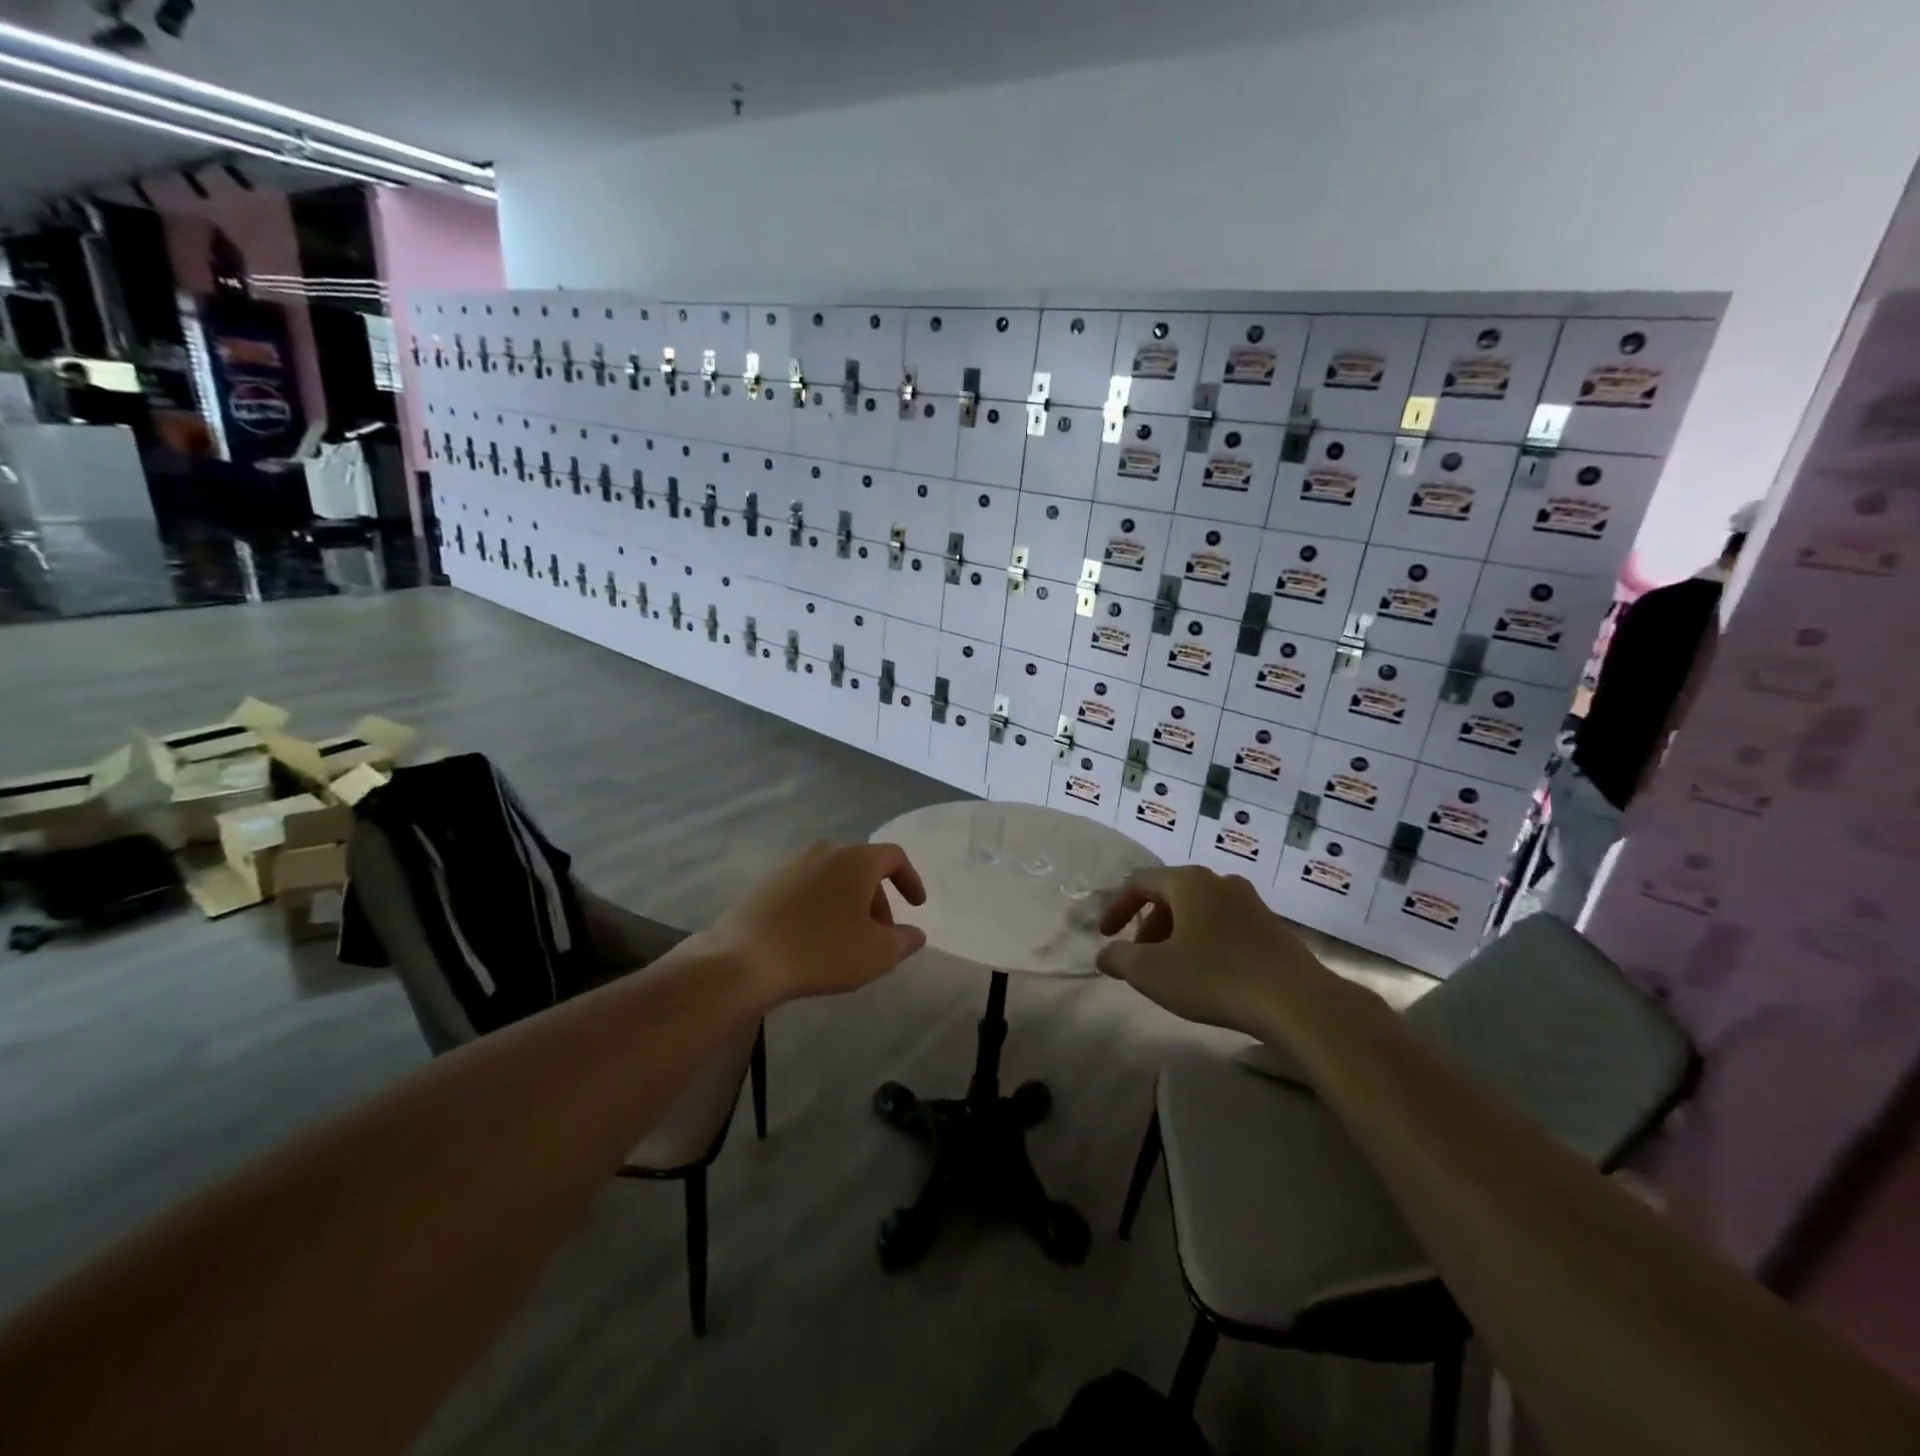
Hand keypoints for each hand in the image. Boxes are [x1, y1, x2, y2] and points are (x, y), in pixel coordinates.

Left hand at [701, 841, 927, 1008]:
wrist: (745, 959)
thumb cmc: (822, 950)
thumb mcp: (877, 953)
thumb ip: (904, 940)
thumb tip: (915, 933)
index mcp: (856, 859)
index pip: (894, 857)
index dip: (910, 879)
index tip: (915, 906)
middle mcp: (825, 851)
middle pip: (863, 868)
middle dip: (878, 899)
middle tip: (880, 934)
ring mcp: (792, 864)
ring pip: (834, 878)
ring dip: (849, 903)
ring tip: (848, 939)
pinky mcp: (768, 882)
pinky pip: (808, 888)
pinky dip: (822, 905)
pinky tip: (815, 938)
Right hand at [1095, 866, 1340, 1035]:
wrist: (1297, 1002)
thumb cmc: (1215, 977)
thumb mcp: (1152, 972)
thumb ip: (1119, 958)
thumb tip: (1106, 954)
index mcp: (1189, 882)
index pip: (1140, 883)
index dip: (1117, 908)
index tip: (1106, 935)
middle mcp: (1220, 882)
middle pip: (1171, 895)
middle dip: (1148, 925)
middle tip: (1140, 957)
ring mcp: (1251, 903)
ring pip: (1200, 911)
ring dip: (1176, 935)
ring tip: (1172, 969)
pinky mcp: (1272, 928)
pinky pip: (1225, 926)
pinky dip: (1205, 942)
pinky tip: (1208, 976)